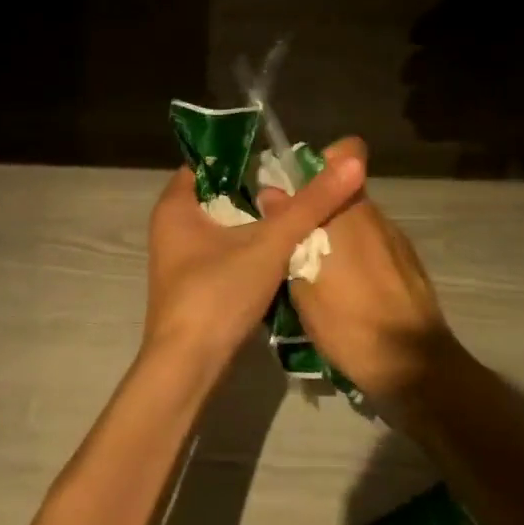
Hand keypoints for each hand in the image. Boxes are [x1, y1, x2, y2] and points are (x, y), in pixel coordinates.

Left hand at [144, 147, 364, 380]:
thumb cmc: (217, 294)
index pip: (210, 162)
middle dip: (258, 189)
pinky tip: (282, 251)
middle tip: (300, 183)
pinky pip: (225, 252)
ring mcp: (181, 259)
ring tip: (300, 212)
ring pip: (224, 225)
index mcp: (175, 205)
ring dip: (257, 221)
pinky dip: (250, 247)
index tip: (283, 157)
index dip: (245, 155)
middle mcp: (172, 226)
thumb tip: (351, 162)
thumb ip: (310, 204)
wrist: (188, 369)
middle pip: (221, 194)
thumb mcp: (269, 244)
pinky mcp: (194, 285)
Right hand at [278, 138, 461, 402]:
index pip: (346, 153)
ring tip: (313, 271)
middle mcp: (375, 215)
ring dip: (335, 235)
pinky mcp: (408, 266)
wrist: (415, 368)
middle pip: (342, 193)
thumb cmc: (350, 321)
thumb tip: (271, 194)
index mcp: (349, 209)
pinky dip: (355, 257)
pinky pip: (372, 247)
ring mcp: (396, 241)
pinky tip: (343, 292)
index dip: (321, 160)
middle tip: (289, 238)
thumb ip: (288, 232)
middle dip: (316, 208)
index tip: (295, 185)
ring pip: (356, 222)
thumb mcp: (303, 282)